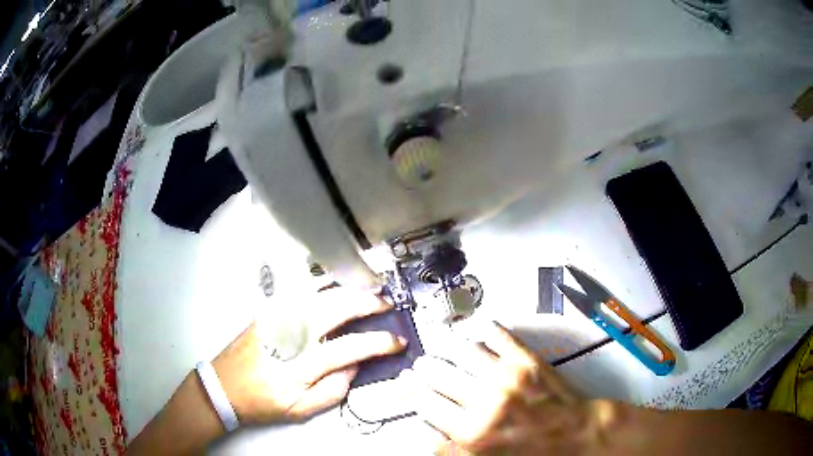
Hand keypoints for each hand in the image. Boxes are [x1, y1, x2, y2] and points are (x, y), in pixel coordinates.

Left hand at [212, 288, 406, 424]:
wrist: (223, 386)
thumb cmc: (262, 402)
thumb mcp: (300, 410)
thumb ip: (333, 390)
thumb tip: (354, 366)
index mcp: (302, 365)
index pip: (350, 349)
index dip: (379, 344)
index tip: (396, 342)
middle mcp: (291, 336)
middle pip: (336, 310)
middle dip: (367, 303)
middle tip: (385, 304)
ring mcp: (278, 319)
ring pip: (319, 295)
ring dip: (347, 290)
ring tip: (367, 290)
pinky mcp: (268, 312)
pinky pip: (299, 294)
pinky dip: (323, 287)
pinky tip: (335, 287)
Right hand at [403, 322, 622, 454]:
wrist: (579, 434)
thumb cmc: (535, 452)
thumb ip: (453, 451)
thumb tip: (427, 436)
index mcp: (472, 432)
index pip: (426, 403)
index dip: (412, 391)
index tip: (406, 383)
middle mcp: (485, 402)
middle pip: (439, 374)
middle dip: (425, 368)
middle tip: (422, 364)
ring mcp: (507, 376)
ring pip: (462, 350)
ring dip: (447, 345)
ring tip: (441, 342)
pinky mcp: (527, 360)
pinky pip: (499, 335)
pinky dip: (486, 328)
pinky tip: (479, 327)